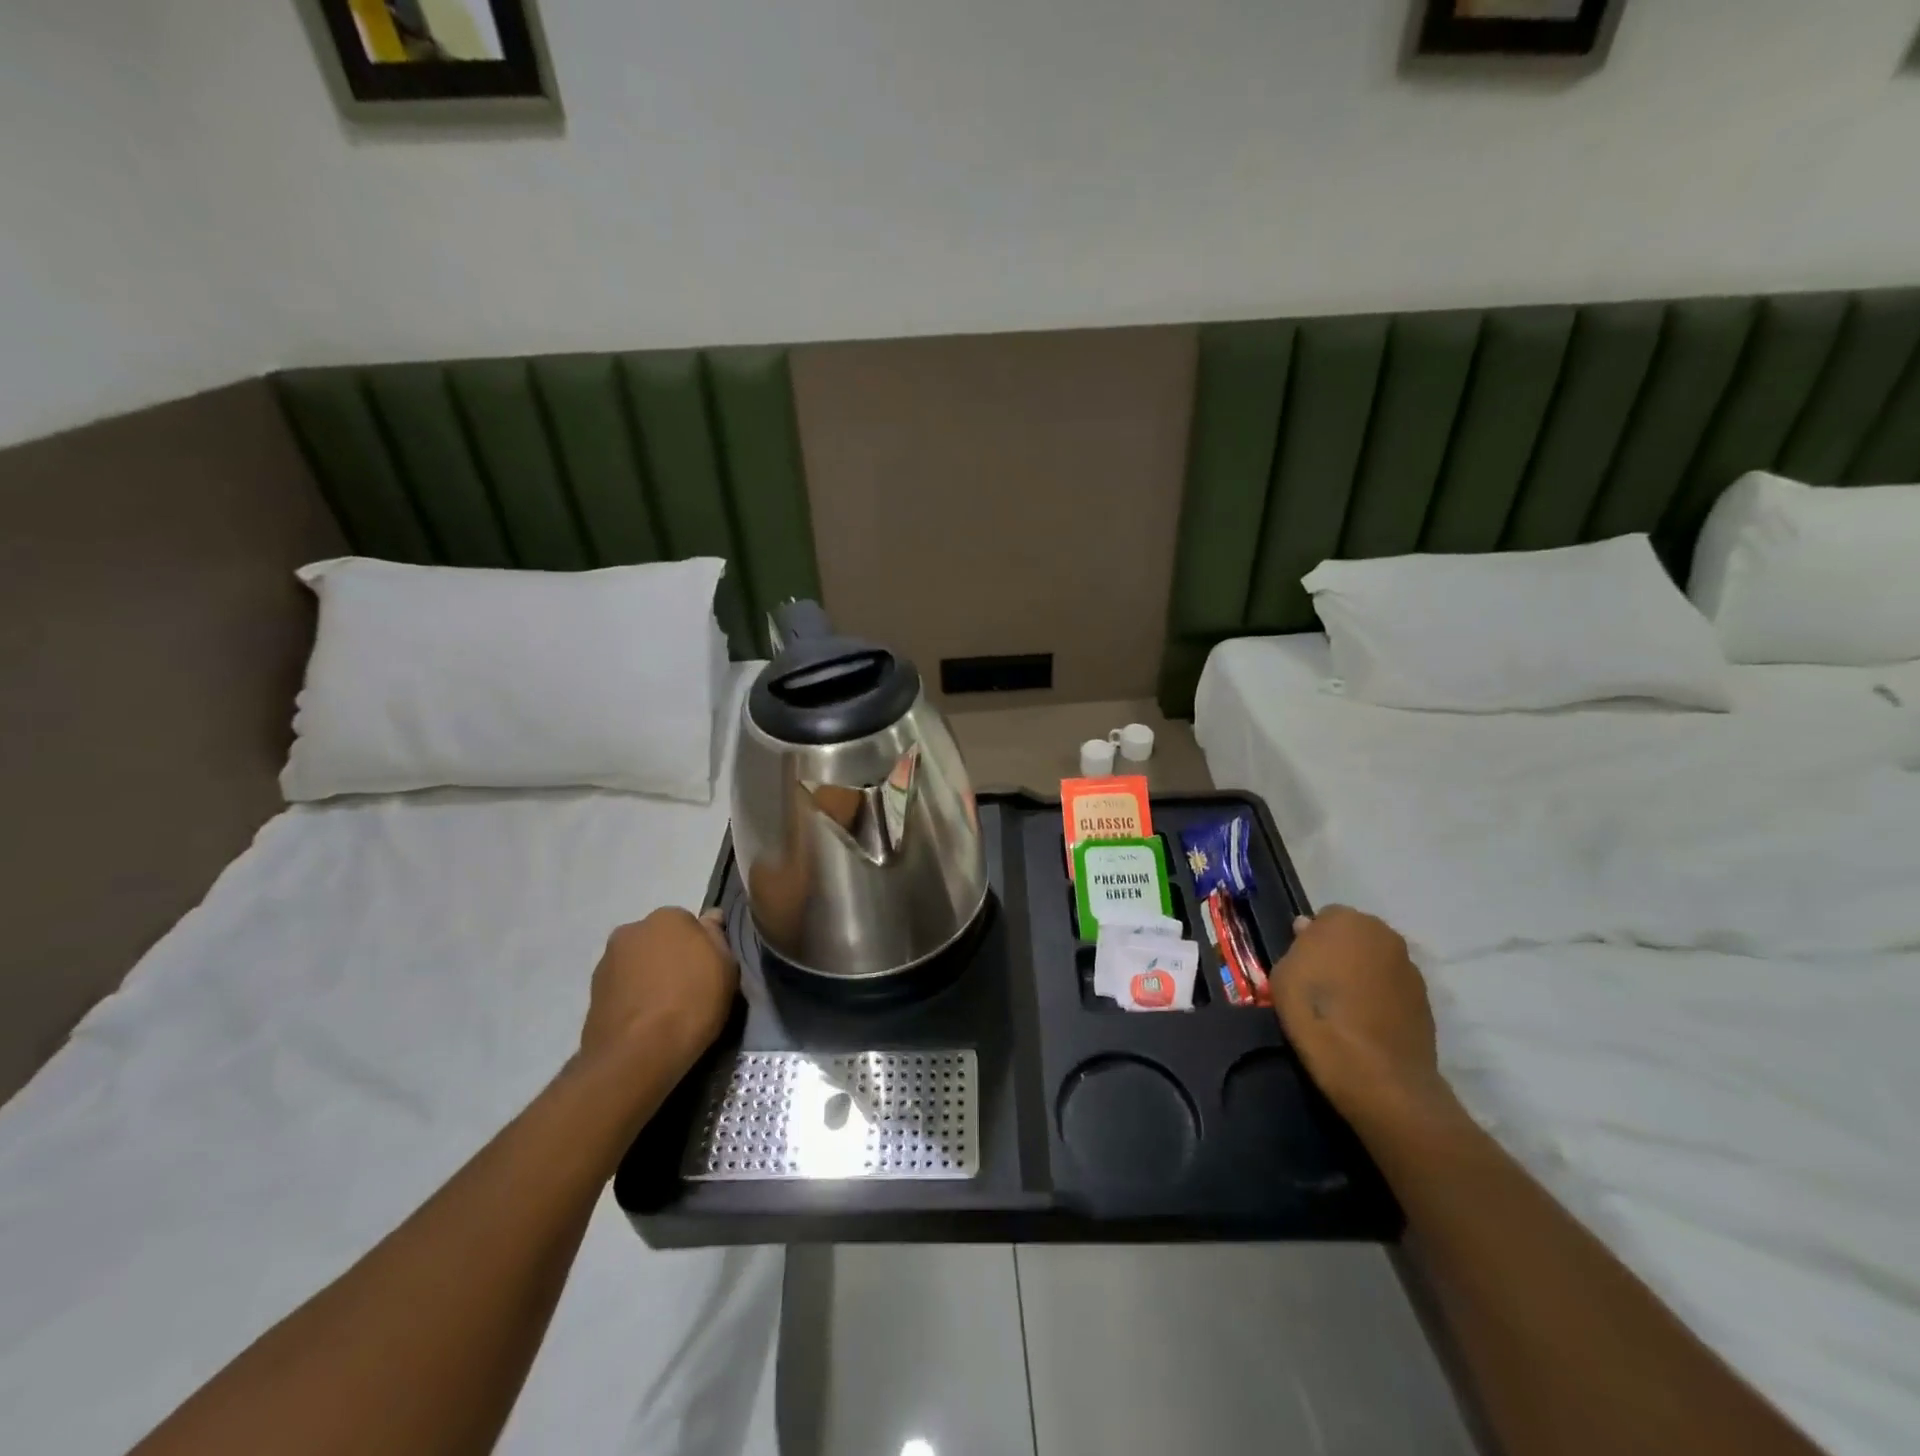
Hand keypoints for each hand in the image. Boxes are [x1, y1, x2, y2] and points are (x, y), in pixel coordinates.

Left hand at [580, 908, 737, 1079]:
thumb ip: (717, 937)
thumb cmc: (692, 1003)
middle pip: (660, 940)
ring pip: (638, 963)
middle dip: (671, 957)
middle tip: (688, 989)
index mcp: (668, 917)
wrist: (636, 1054)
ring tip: (665, 1010)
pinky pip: (623, 988)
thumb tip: (710, 918)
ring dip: (649, 977)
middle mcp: (632, 930)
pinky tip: (646, 1021)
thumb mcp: (726, 967)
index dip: (701, 948)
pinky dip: (633, 998)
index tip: (709, 971)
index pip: (690, 924)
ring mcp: (607, 961)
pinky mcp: (591, 993)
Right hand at [1272, 906, 1449, 1125]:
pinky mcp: (1426, 1000)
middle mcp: (1384, 935)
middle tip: (1323, 982)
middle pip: (1356, 936)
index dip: (1312, 939)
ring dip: (1363, 974)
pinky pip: (1393, 988)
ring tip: (1346, 1006)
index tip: (1302, 964)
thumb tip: (1308, 930)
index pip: (1325, 917)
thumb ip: (1298, 946)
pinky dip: (1381, 998)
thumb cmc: (1317, 1014)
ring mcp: (1410, 968)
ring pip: (1377, 962)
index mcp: (1347, 921)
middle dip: (1341, 952)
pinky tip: (1366, 1022)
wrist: (1375, 1073)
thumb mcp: (1283, 975)